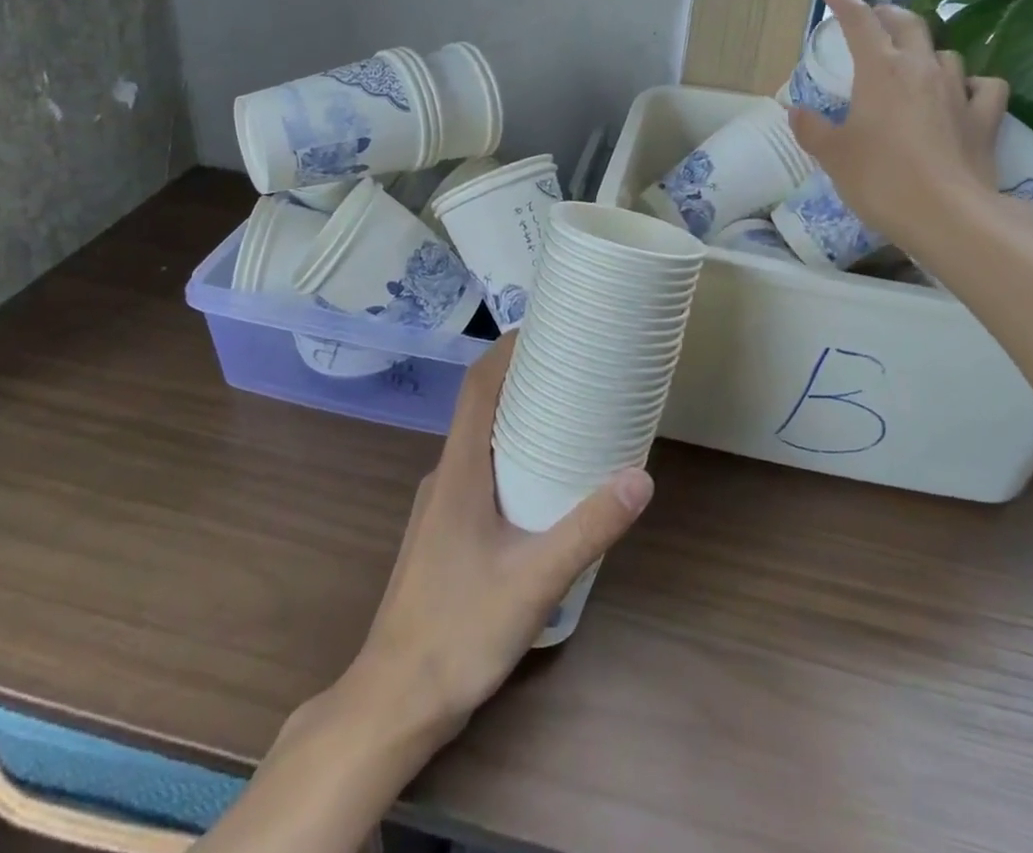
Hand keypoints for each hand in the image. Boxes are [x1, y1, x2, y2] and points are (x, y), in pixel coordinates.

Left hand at [350, 334, 653, 743]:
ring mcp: (440, 507)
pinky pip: (480, 474)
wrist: (392, 704)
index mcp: (459, 471)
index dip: (506, 349)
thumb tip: (640, 477)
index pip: (477, 387)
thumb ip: (588, 529)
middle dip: (523, 380)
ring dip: (517, 420)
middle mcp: (446, 477)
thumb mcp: (534, 581)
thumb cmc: (457, 632)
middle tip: (574, 368)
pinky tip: (542, 484)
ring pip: (482, 444)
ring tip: (568, 417)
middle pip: (482, 408)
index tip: (545, 327)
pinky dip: (511, 458)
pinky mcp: (444, 534)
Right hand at [789, 0, 1014, 245]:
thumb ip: (812, 129)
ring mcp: (958, 91)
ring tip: (917, 65)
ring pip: (946, 54)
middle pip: (909, 25)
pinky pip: (985, 87)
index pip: (861, 23)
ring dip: (928, 53)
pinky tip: (965, 95)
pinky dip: (974, 85)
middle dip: (889, 15)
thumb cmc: (879, 178)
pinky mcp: (985, 119)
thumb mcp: (833, 156)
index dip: (846, 4)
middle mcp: (922, 69)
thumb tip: (796, 112)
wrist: (946, 214)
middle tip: (876, 19)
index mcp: (881, 71)